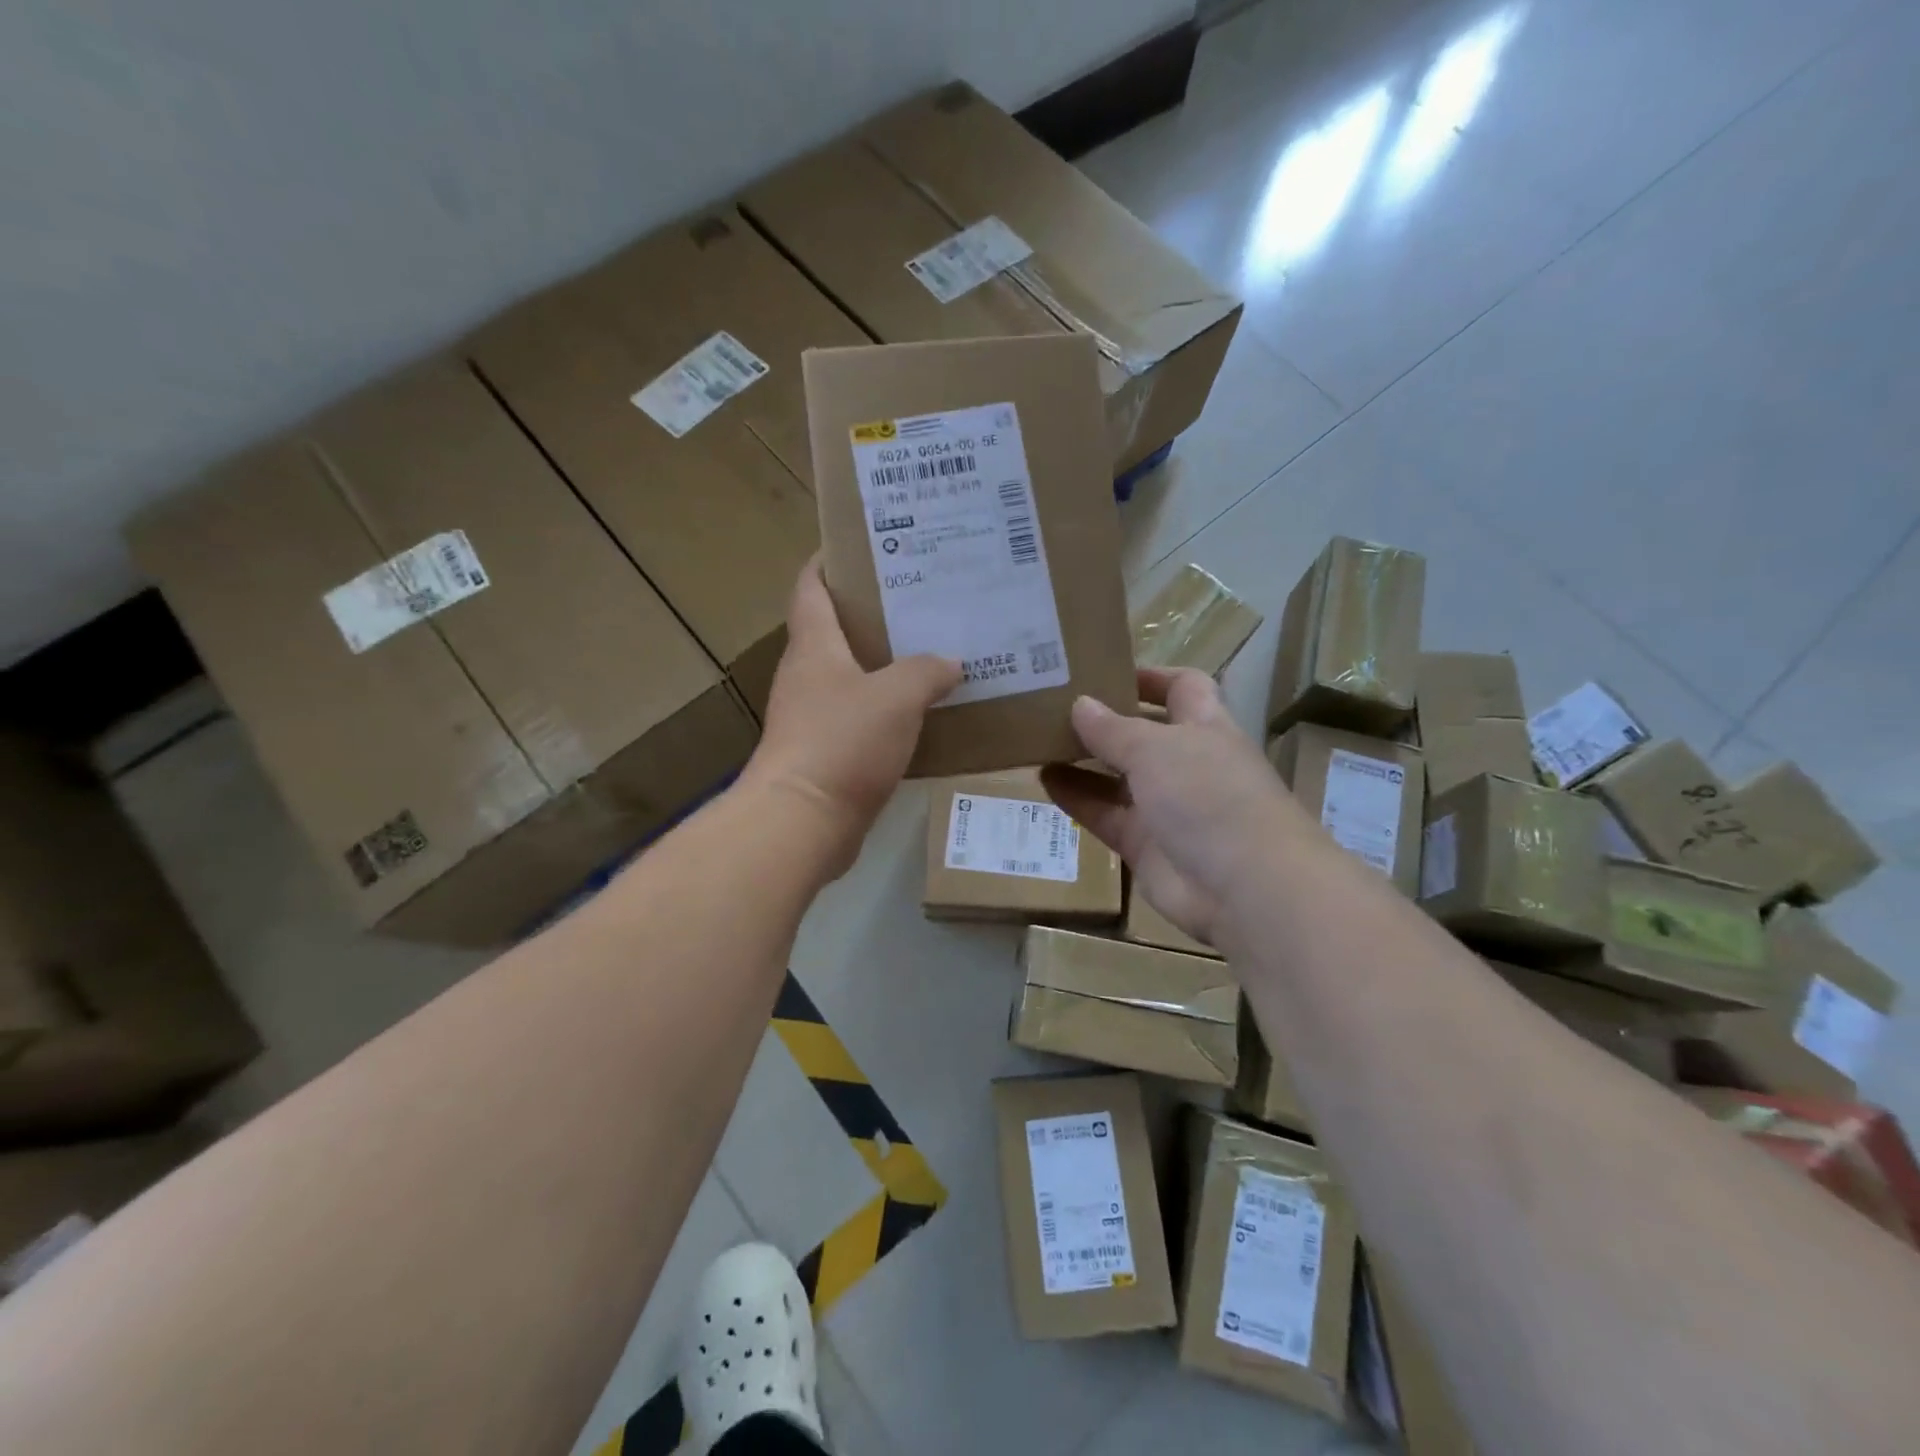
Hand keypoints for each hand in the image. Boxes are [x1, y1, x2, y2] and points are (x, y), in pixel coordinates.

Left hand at [742, 559, 960, 877]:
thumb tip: (951, 662)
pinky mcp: (824, 754)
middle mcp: (806, 675)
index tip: (862, 545)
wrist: (803, 823)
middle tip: (920, 601)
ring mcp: (811, 717)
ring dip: (883, 664)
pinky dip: (886, 710)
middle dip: (872, 613)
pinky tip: (922, 713)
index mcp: (814, 646)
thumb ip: (926, 671)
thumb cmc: (843, 742)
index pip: (811, 587)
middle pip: (834, 630)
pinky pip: (859, 718)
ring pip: (850, 677)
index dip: (829, 561)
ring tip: (931, 652)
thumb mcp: (897, 696)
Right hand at [1041, 668, 1305, 944]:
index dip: (1150, 676)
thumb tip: (1081, 704)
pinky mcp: (1145, 845)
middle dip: (1104, 719)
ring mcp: (1166, 806)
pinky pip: (1105, 814)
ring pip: (1118, 776)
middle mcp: (1186, 763)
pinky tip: (1044, 780)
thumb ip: (1113, 729)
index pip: (1182, 687)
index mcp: (1204, 727)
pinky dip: (1077, 798)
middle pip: (1142, 732)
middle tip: (1054, 703)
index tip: (1104, 670)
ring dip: (1083, 759)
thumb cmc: (1209, 796)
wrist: (1244, 887)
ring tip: (1038, 739)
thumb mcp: (1156, 749)